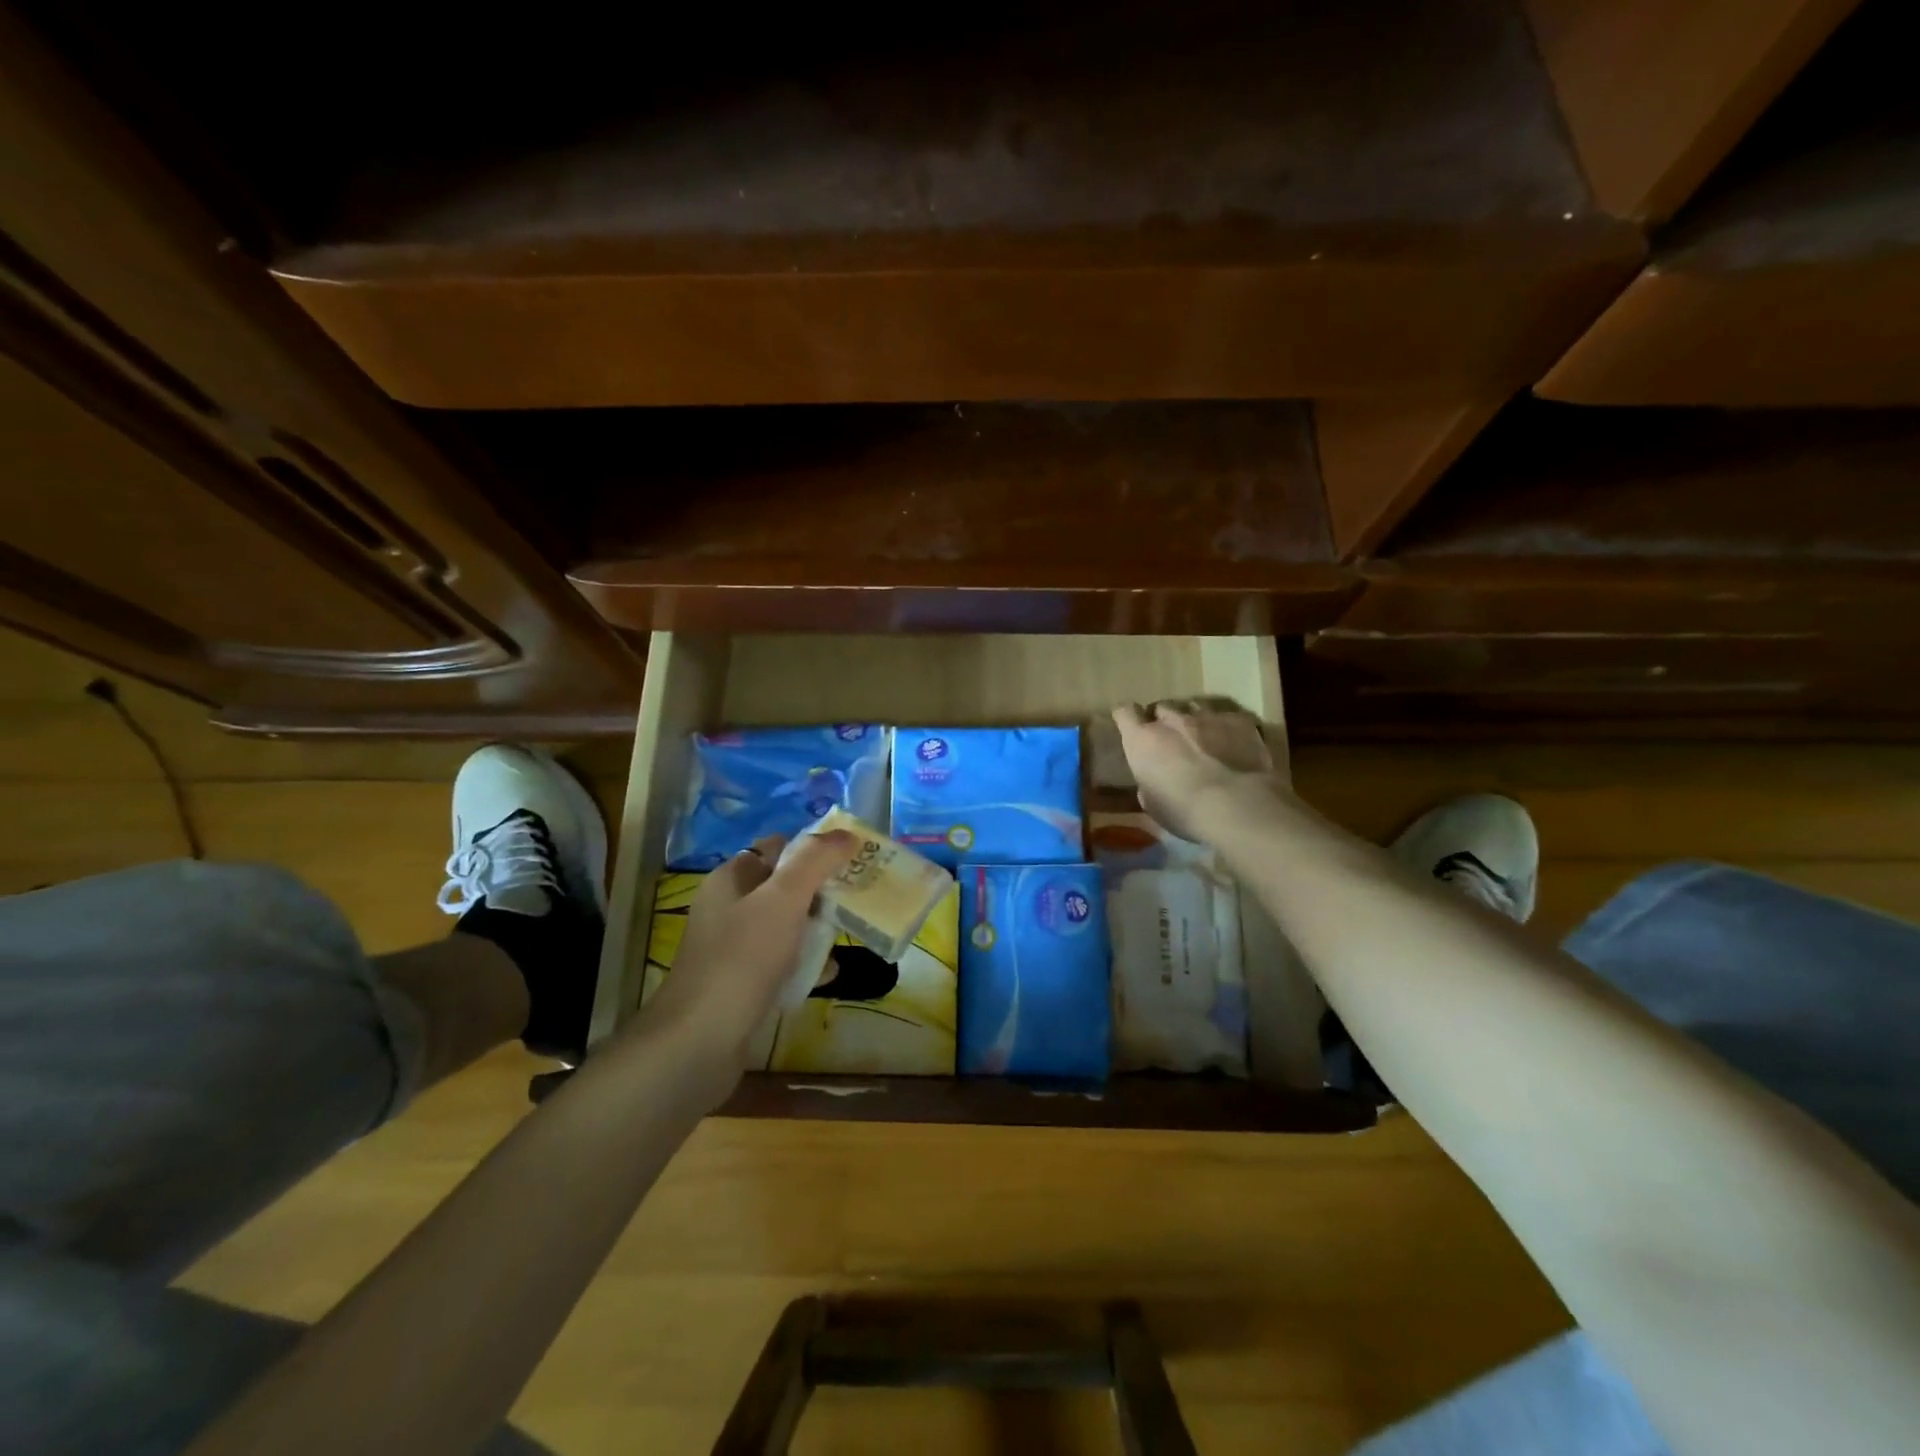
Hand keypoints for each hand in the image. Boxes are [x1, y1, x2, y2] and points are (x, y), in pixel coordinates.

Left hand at [634, 830, 856, 1073]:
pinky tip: (826, 975)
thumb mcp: (783, 899)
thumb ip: (815, 862)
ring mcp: (733, 949)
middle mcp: (729, 909)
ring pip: (786, 927)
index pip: (776, 849)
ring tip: (847, 938)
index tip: (849, 860)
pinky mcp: (741, 984)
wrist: (699, 1042)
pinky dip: (804, 965)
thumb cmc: (742, 959)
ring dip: (816, 930)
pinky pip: (781, 963)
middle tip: (855, 900)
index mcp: (730, 880)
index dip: (812, 850)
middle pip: (784, 888)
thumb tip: (846, 834)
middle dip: (821, 893)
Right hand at [1111, 699, 1279, 842]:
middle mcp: (1171, 720)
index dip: (1127, 718)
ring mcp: (1207, 716)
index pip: (1124, 712)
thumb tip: (1153, 777)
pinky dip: (1227, 727)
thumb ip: (1148, 781)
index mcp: (1143, 739)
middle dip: (1164, 721)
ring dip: (1194, 720)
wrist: (1235, 805)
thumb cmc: (1183, 811)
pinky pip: (1228, 717)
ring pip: (1194, 706)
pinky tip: (1234, 745)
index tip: (1132, 728)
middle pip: (1161, 707)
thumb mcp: (1152, 803)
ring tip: (1204, 740)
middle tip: (1171, 741)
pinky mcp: (1238, 720)